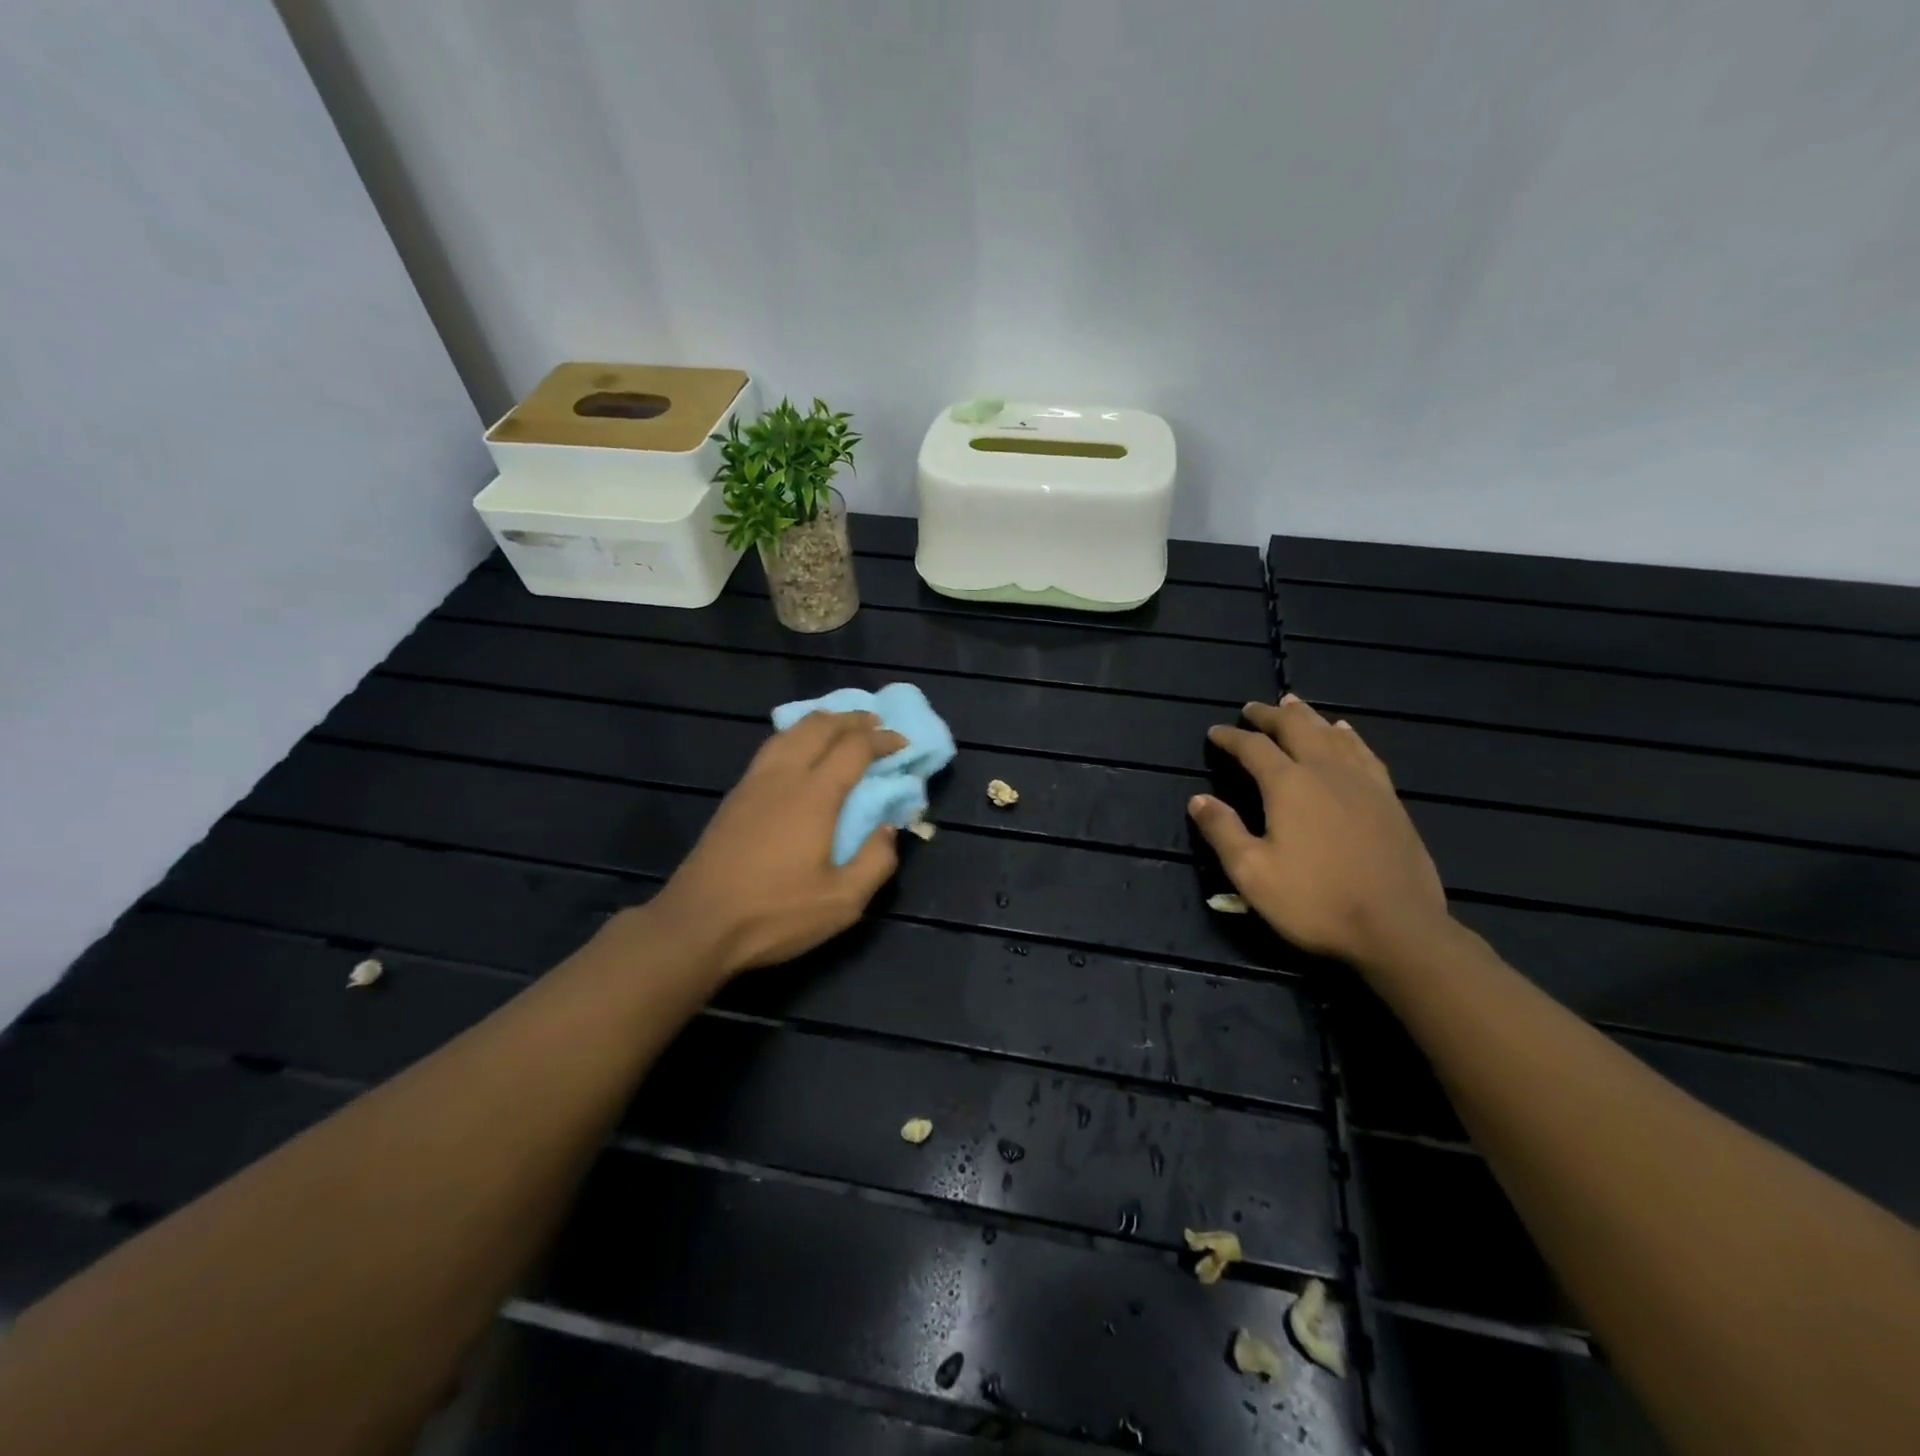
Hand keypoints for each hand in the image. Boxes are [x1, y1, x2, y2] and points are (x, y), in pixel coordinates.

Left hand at [647, 710, 906, 978]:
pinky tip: (799, 752)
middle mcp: (784, 776)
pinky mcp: (734, 796)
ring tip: (839, 728)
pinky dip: (796, 736)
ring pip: (790, 732)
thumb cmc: (774, 914)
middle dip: (851, 720)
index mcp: (814, 795)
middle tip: (875, 724)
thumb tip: (889, 828)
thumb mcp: (842, 901)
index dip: (883, 740)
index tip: (902, 743)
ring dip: (820, 722)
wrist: (697, 925)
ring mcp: (754, 783)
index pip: (855, 748)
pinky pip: (771, 747)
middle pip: (819, 727)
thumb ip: (876, 861)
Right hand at [1189, 695, 1449, 967]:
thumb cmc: (1315, 901)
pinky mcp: (1389, 799)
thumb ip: (1222, 831)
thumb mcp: (1252, 872)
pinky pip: (1364, 752)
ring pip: (1332, 734)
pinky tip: (1345, 732)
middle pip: (1296, 728)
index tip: (1214, 733)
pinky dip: (1348, 735)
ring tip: (1293, 704)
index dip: (1231, 737)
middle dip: (1270, 715)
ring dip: (1308, 716)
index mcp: (1289, 785)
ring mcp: (1363, 783)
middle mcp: (1326, 772)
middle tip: (1252, 708)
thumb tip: (1198, 799)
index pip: (1253, 748)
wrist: (1397, 928)